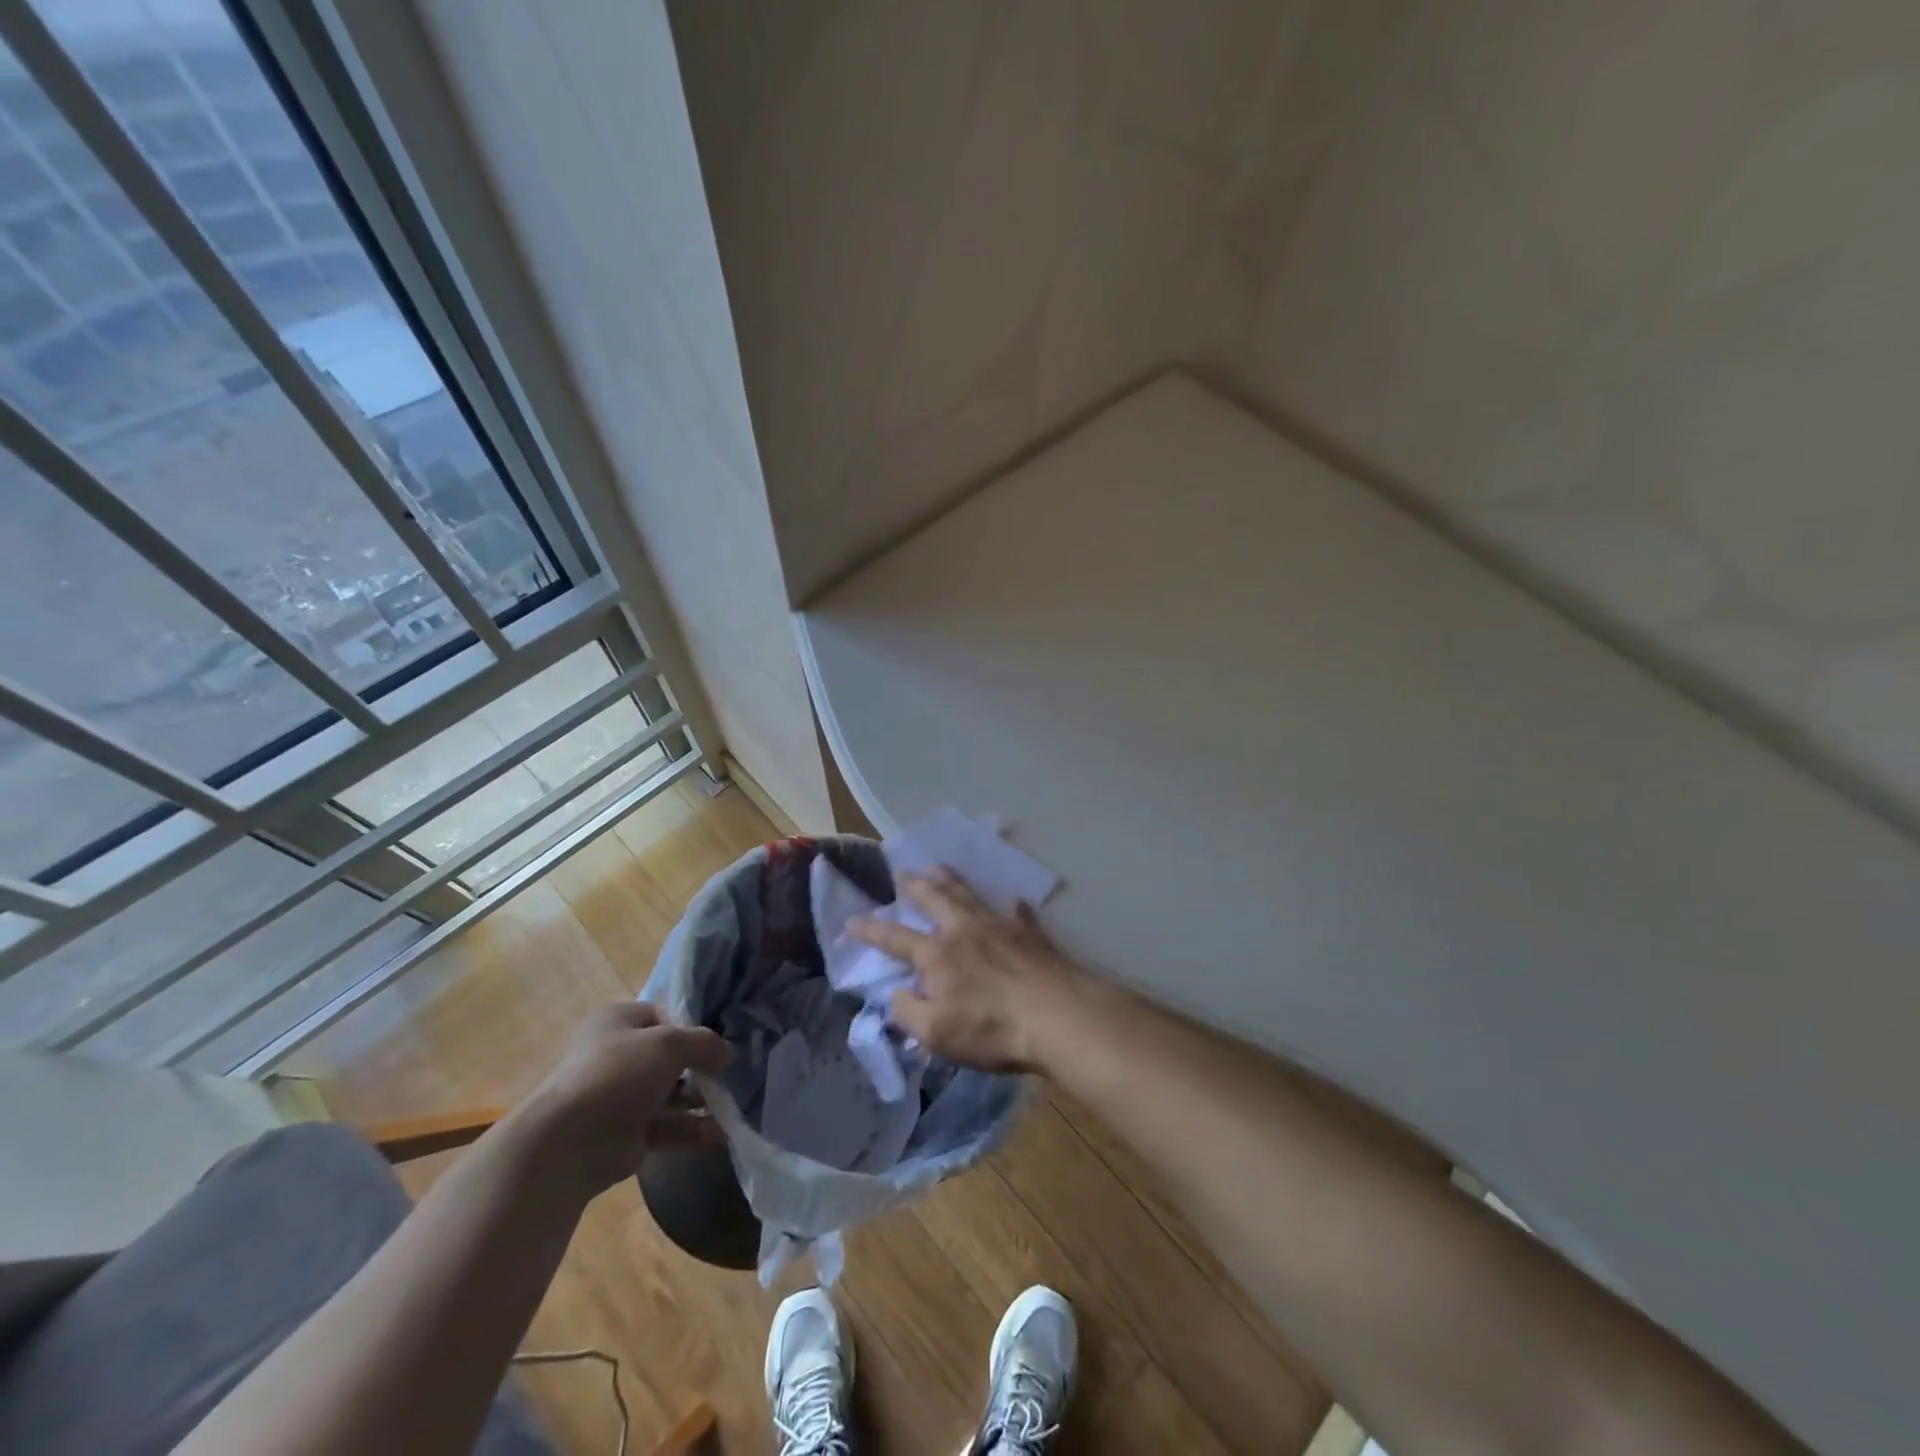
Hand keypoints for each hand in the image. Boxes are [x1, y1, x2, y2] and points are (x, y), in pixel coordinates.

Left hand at [511, 1002, 731, 1195]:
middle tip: (726, 1075)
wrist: (569, 1143)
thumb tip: (727, 1053)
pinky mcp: (625, 1136)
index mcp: (617, 1022)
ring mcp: (620, 1098)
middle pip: (668, 1057)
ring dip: (700, 1100)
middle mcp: (616, 1056)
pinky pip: (666, 1127)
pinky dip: (692, 1130)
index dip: (690, 1027)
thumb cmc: (619, 1074)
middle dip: (699, 1067)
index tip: (714, 1043)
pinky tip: (721, 1134)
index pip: (662, 1015)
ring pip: (670, 1094)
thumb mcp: (669, 1043)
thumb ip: (704, 1043)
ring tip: (731, 1106)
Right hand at [847, 867, 1084, 1073]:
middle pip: (935, 900)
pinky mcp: (1031, 933)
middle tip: (902, 873)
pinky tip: (1013, 902)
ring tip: (939, 867)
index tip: (853, 919)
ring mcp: (1000, 926)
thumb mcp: (936, 1034)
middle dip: (915, 886)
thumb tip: (896, 993)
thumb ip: (907, 1012)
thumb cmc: (992, 1028)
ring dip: (952, 880)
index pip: (896, 939)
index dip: (872, 930)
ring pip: (970, 895)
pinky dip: (1011, 906)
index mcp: (938, 956)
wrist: (1056, 1014)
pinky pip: (1017, 912)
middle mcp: (965, 931)